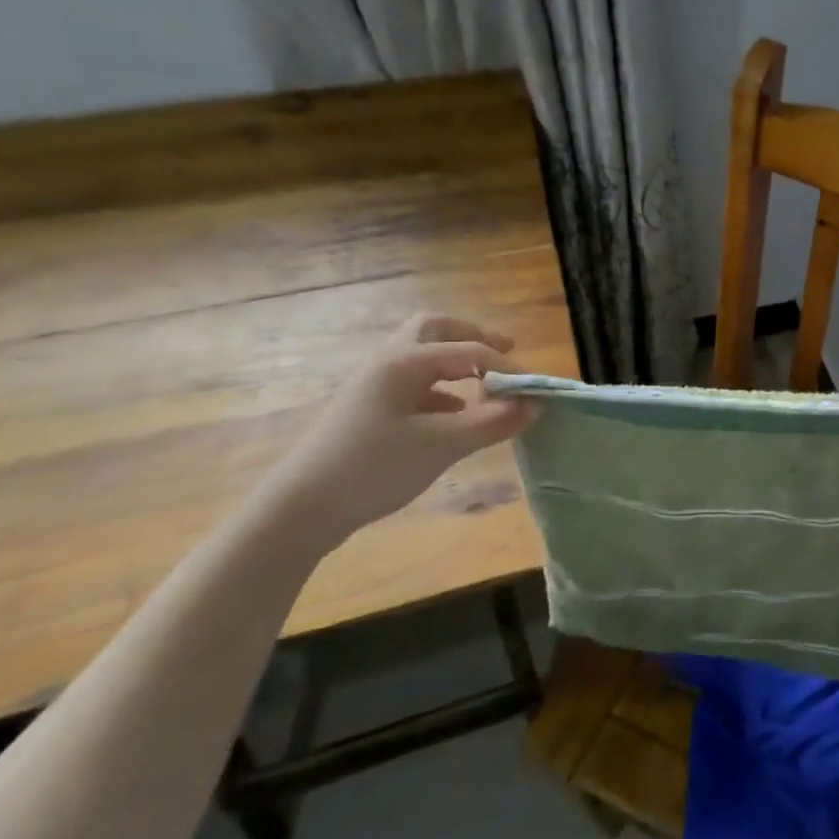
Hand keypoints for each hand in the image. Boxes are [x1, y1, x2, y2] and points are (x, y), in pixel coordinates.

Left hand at [260, 314, 537, 544]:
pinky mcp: (369, 408)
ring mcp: (374, 384)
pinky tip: (456, 415)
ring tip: (487, 386)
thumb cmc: (374, 468)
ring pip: (422, 354)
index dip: (509, 368)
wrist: (300, 509)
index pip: (471, 351)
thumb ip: (493, 422)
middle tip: (507, 353)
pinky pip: (414, 382)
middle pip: (436, 329)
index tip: (538, 391)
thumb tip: (536, 405)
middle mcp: (388, 361)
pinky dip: (442, 388)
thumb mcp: (443, 445)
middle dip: (475, 338)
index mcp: (404, 361)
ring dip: (457, 361)